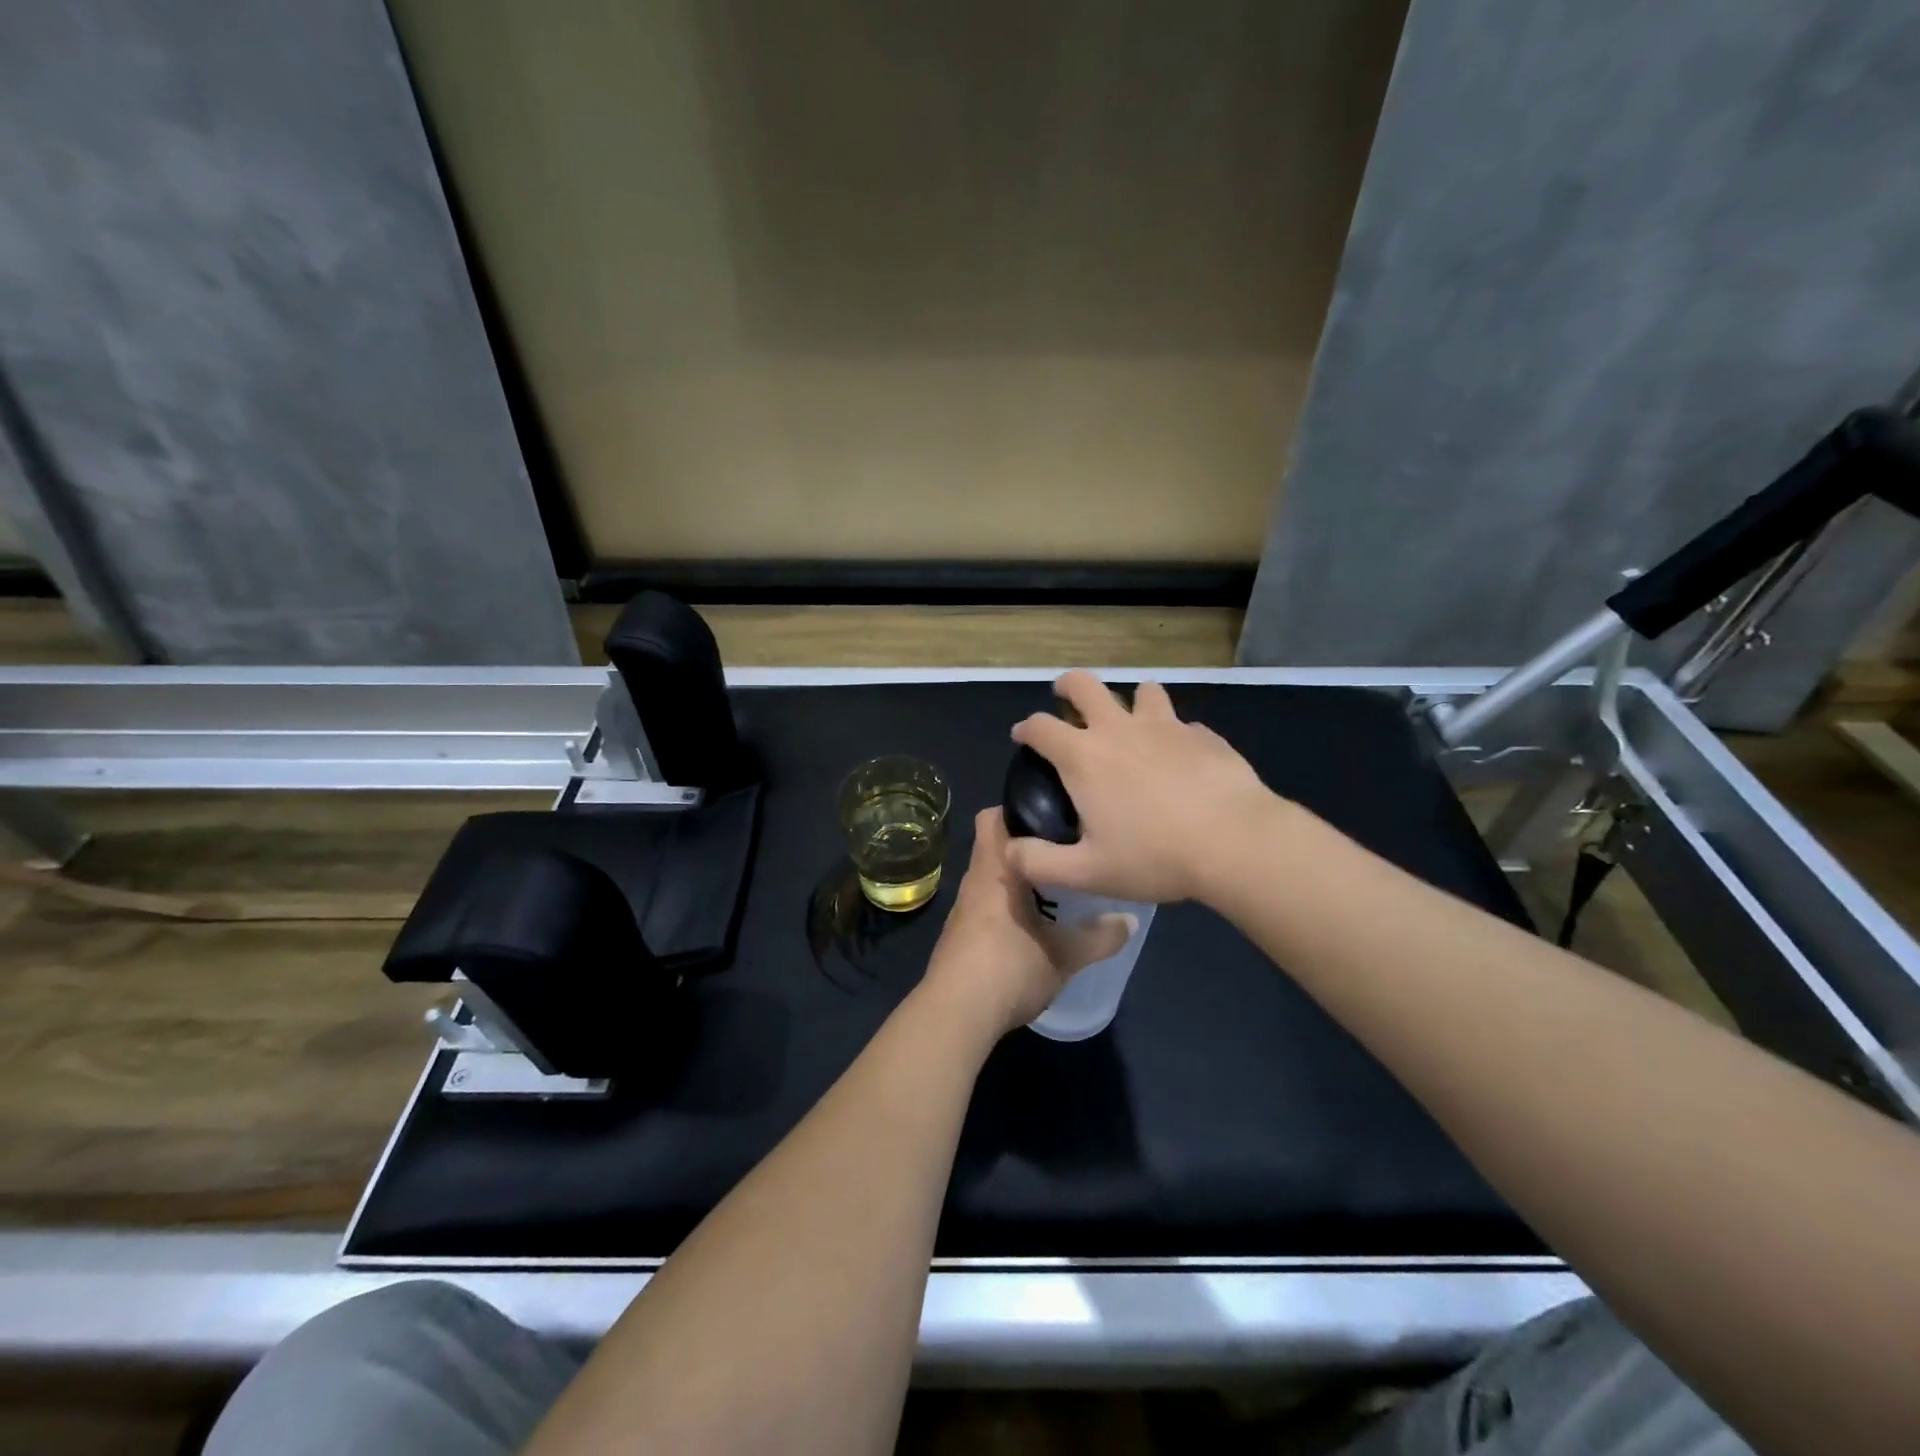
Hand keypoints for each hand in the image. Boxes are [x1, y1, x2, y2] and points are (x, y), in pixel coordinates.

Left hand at [921, 808, 1135, 1037]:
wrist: (956, 1014)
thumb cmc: (1009, 969)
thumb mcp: (1065, 956)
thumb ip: (1099, 937)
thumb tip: (1130, 920)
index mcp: (995, 870)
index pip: (992, 816)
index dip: (1018, 808)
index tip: (1052, 813)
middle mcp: (975, 880)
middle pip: (994, 845)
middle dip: (1025, 845)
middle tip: (1063, 851)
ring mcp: (963, 908)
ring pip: (990, 876)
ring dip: (1016, 877)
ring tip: (1055, 886)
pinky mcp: (959, 934)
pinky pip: (985, 903)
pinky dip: (1005, 904)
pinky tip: (1030, 923)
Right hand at [1007, 671, 1280, 904]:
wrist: (1235, 842)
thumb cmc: (1154, 856)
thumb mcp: (1087, 873)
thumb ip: (1040, 863)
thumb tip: (1009, 852)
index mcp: (1084, 756)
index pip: (1041, 726)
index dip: (1026, 728)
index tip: (1023, 736)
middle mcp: (1119, 729)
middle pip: (1085, 684)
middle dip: (1068, 686)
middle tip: (1067, 700)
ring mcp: (1166, 726)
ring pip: (1142, 691)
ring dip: (1131, 702)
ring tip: (1134, 725)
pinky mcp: (1204, 734)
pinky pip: (1182, 724)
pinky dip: (1174, 734)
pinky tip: (1182, 759)